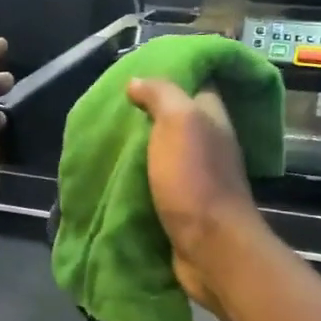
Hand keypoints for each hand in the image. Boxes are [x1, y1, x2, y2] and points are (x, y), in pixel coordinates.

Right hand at [125, 78, 262, 312]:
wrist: (209, 247)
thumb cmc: (194, 179)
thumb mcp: (178, 122)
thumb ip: (161, 95)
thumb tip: (137, 81)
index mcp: (213, 118)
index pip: (196, 84)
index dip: (170, 75)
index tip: (136, 74)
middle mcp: (210, 144)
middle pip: (177, 119)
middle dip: (148, 114)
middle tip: (113, 109)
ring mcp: (199, 176)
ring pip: (166, 152)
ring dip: (141, 148)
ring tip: (107, 139)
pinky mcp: (185, 205)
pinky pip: (159, 182)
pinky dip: (141, 178)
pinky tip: (117, 174)